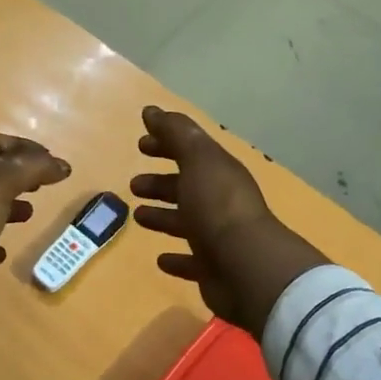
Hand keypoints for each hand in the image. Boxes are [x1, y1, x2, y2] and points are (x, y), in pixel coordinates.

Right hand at [130, 106, 327, 336]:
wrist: (246, 267)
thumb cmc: (217, 207)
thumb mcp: (197, 160)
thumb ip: (175, 133)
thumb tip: (152, 110)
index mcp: (219, 172)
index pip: (191, 151)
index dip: (166, 144)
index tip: (141, 144)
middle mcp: (221, 202)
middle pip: (187, 187)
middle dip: (161, 182)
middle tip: (134, 184)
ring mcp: (219, 237)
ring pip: (186, 222)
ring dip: (163, 217)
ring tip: (138, 216)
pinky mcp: (214, 269)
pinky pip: (192, 262)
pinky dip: (177, 259)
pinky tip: (161, 259)